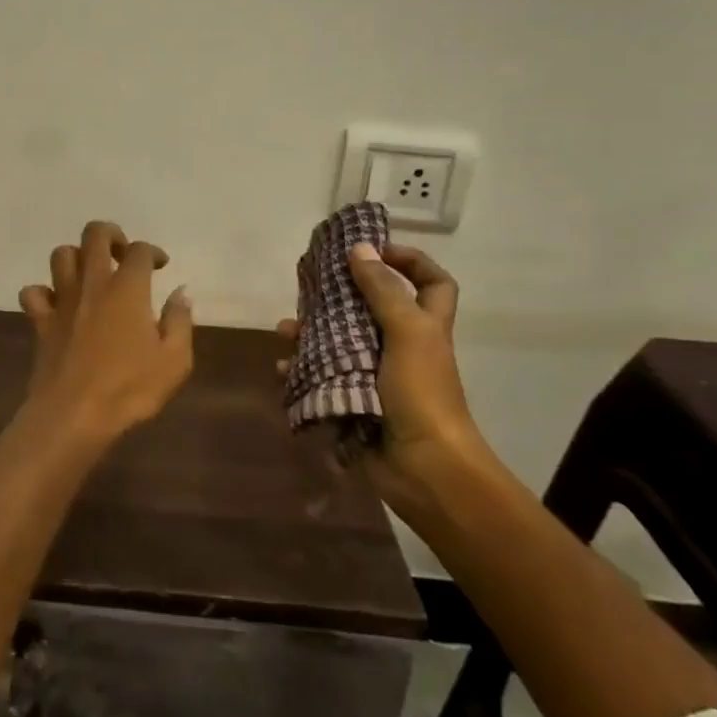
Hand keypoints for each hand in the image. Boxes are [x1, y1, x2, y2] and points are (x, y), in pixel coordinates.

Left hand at [18, 220, 194, 440]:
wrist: (74, 414)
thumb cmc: (129, 388)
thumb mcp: (174, 360)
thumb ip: (180, 321)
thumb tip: (180, 292)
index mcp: (128, 289)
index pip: (140, 250)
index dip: (153, 252)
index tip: (160, 266)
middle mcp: (93, 284)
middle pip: (94, 235)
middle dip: (111, 234)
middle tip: (122, 254)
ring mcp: (62, 300)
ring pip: (61, 255)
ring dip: (76, 257)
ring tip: (91, 274)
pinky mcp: (41, 321)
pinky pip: (33, 293)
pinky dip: (43, 292)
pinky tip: (57, 305)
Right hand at [278, 243, 491, 517]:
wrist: (424, 468)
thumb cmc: (422, 393)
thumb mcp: (408, 332)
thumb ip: (383, 291)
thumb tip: (360, 248)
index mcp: (425, 327)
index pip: (432, 283)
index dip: (411, 261)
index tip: (375, 251)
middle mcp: (402, 346)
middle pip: (372, 308)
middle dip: (340, 296)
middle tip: (311, 286)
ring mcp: (376, 375)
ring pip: (339, 342)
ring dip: (311, 334)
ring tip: (285, 330)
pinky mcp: (353, 400)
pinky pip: (322, 377)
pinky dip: (301, 371)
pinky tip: (284, 368)